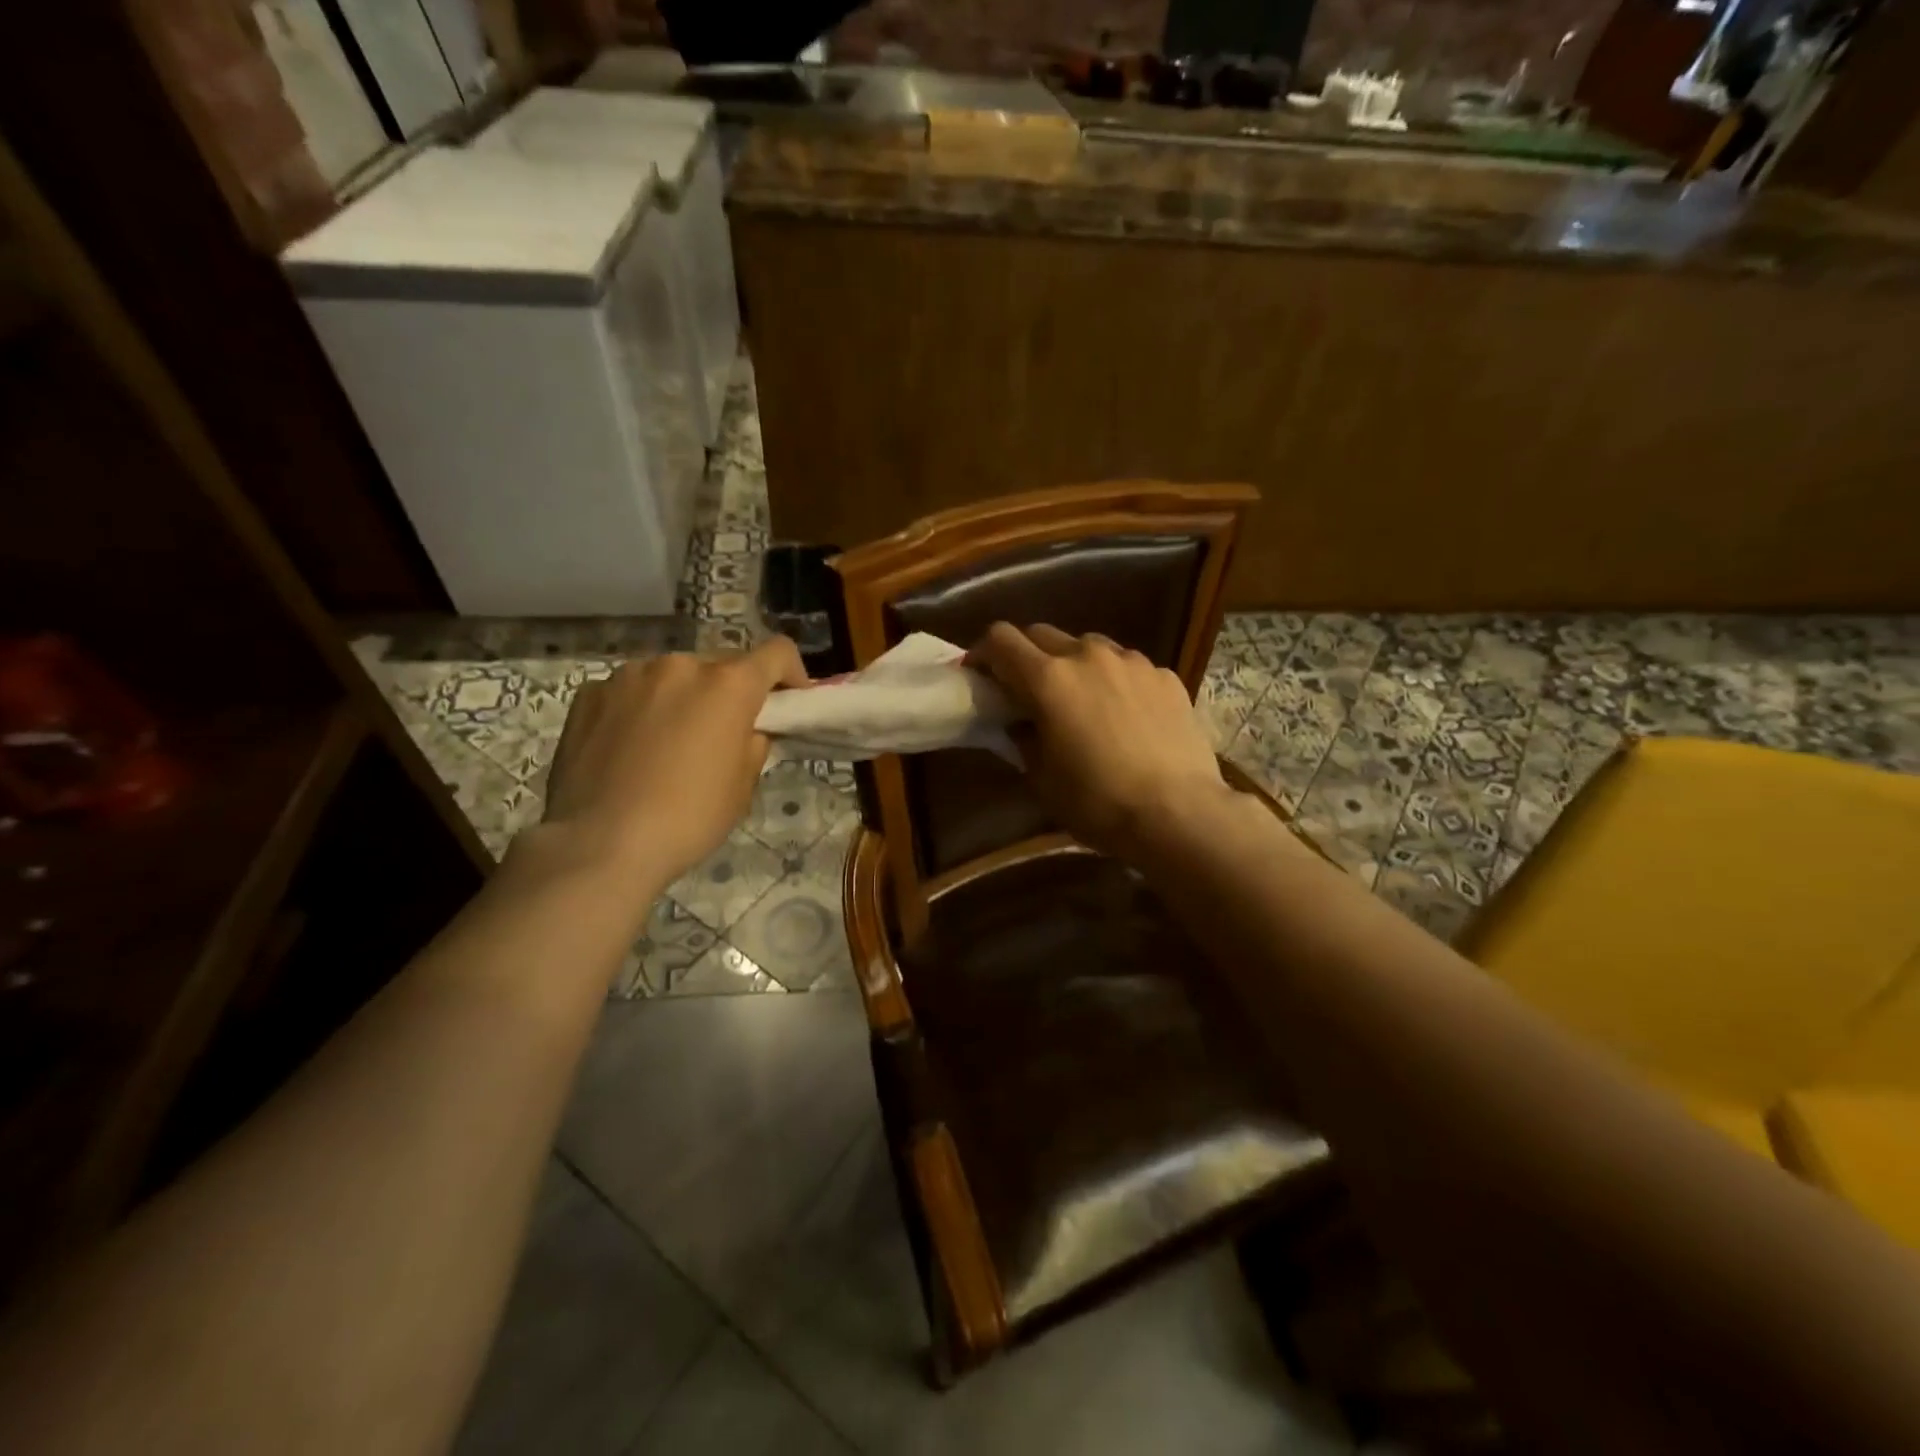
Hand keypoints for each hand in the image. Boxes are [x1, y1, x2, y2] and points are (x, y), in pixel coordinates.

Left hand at [539, 639, 808, 884]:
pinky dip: (640, 709)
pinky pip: (630, 691)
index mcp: (728, 685)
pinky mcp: (589, 694)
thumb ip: (751, 745)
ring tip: (668, 743)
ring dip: (682, 697)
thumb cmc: (688, 818)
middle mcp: (680, 666)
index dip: (791, 672)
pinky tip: (629, 749)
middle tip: (722, 733)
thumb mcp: (742, 788)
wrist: (600, 843)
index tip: (789, 700)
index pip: (777, 653)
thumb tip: (745, 732)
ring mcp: (629, 676)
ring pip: (671, 676)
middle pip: (720, 665)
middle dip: (729, 692)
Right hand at [967, 623, 1229, 859]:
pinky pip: (1128, 666)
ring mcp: (1132, 661)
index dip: (983, 653)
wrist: (1178, 813)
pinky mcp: (1165, 676)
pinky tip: (1126, 716)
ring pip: (1089, 646)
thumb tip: (1020, 723)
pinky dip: (1115, 681)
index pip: (1000, 639)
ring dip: (1074, 664)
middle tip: (1028, 691)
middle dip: (1027, 656)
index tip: (981, 675)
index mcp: (1048, 679)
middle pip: (1042, 634)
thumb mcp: (1043, 778)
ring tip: (1083, 701)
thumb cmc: (1098, 802)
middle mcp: (1088, 655)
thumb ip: (1023, 739)